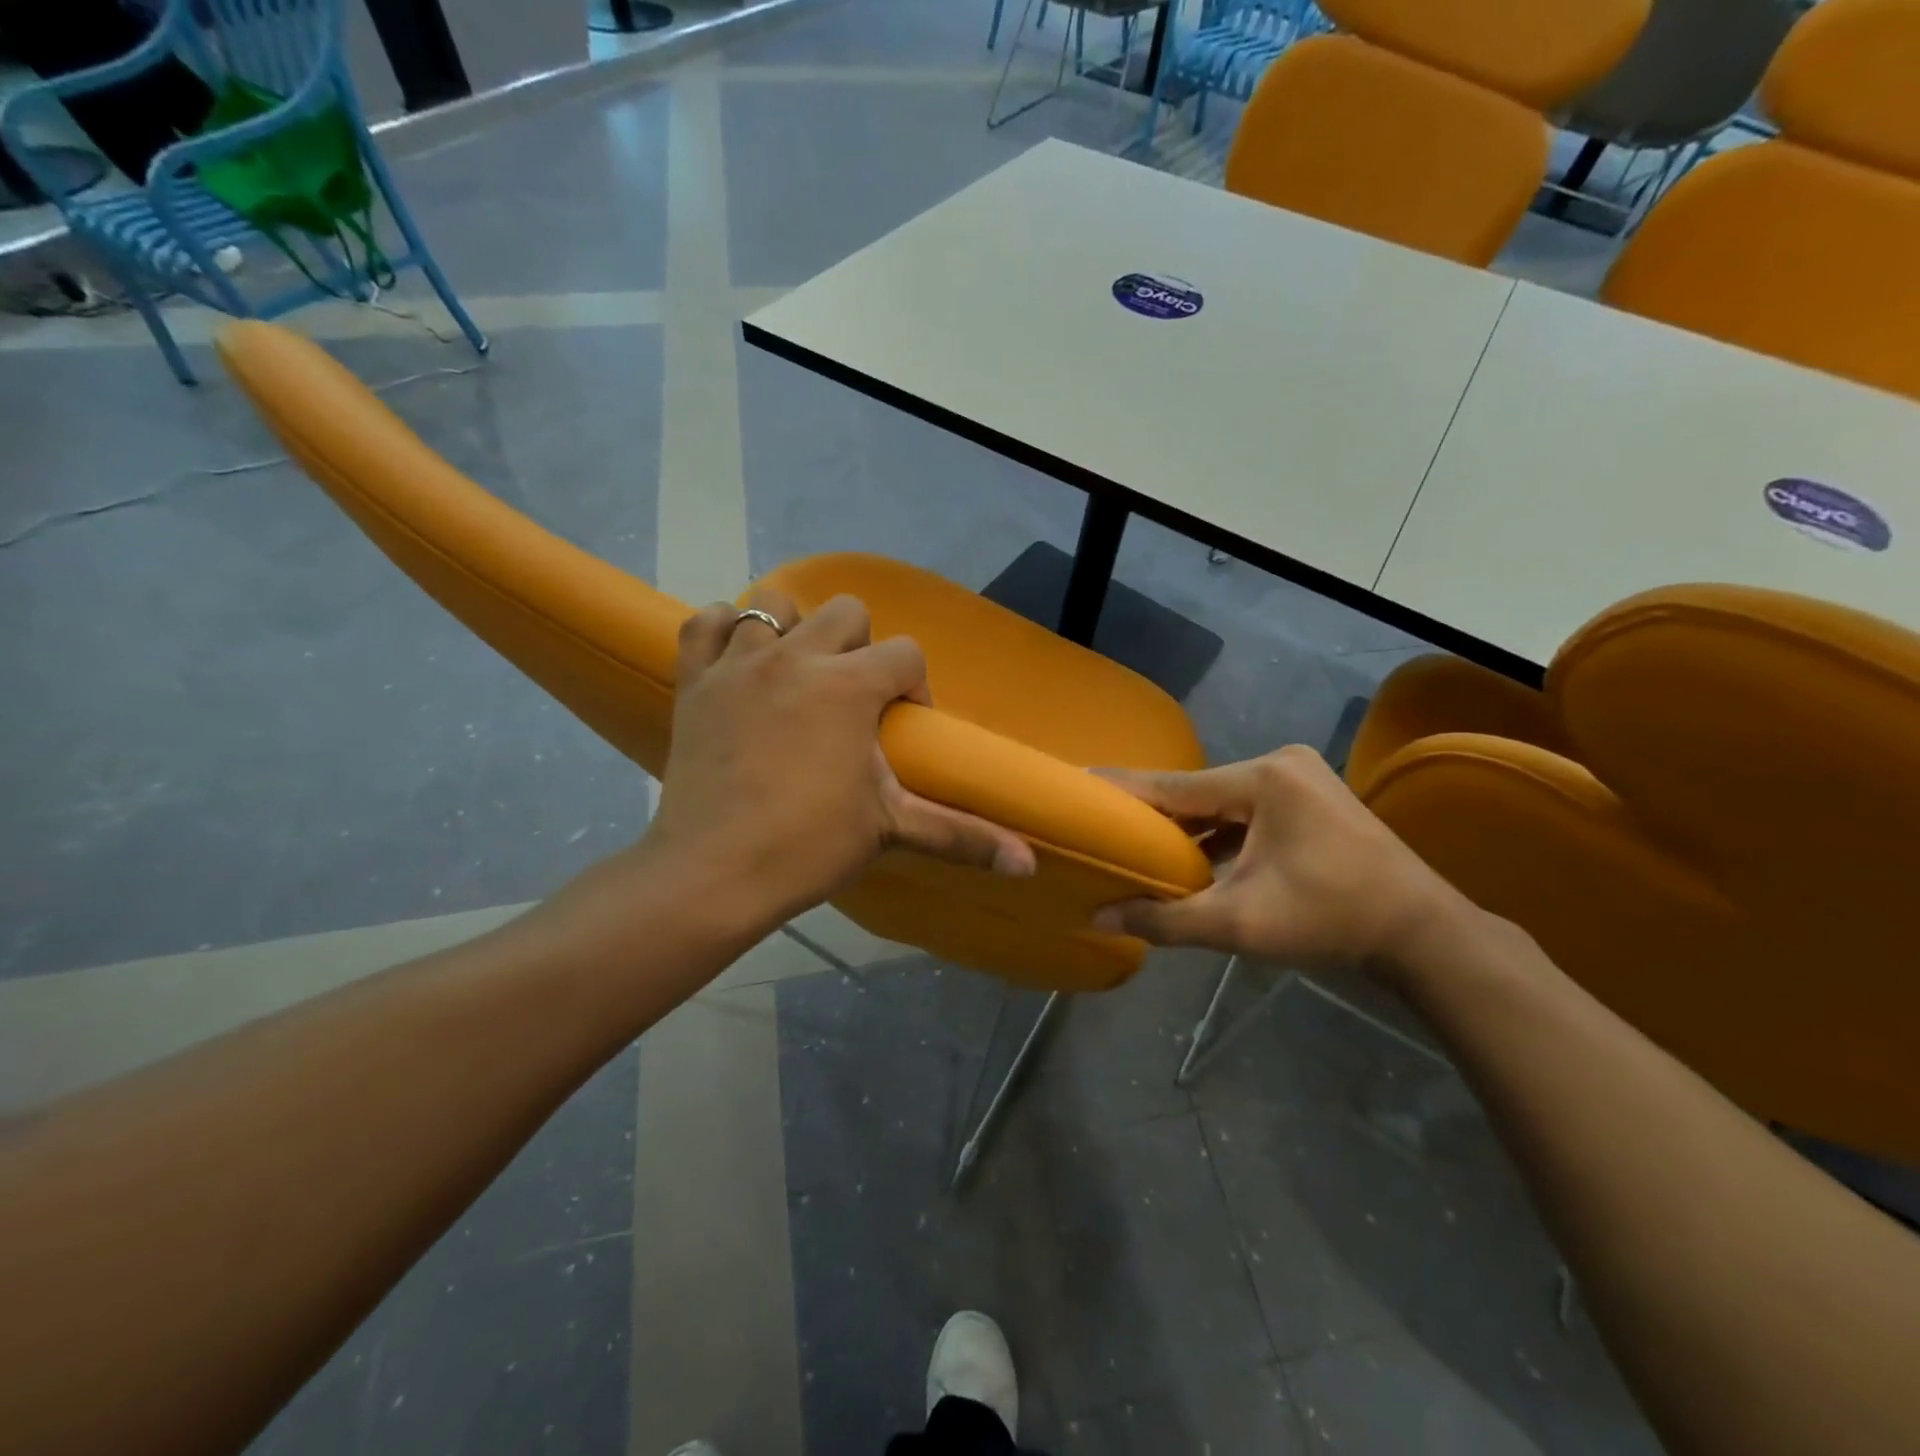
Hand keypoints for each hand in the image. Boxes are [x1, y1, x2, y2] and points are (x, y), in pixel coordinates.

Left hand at [640, 589, 1034, 939]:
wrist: (713, 873)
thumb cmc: (808, 846)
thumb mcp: (890, 829)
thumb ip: (962, 836)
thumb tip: (1031, 865)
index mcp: (849, 685)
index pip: (906, 654)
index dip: (913, 687)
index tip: (899, 729)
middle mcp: (796, 656)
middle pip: (846, 611)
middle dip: (860, 649)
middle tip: (851, 702)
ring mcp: (739, 663)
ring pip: (774, 605)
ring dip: (794, 632)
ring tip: (797, 677)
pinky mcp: (695, 679)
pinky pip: (708, 622)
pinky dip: (726, 632)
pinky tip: (740, 662)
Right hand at [1092, 745, 1465, 973]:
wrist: (1423, 934)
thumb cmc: (1330, 920)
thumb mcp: (1239, 924)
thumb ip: (1164, 920)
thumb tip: (1099, 918)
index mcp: (1262, 780)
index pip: (1173, 785)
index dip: (1123, 792)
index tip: (1078, 786)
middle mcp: (1279, 764)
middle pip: (1197, 792)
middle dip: (1156, 817)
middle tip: (1105, 828)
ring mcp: (1300, 778)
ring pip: (1222, 802)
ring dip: (1189, 829)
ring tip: (1140, 847)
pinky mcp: (1311, 798)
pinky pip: (1247, 810)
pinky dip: (1220, 834)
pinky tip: (1195, 858)